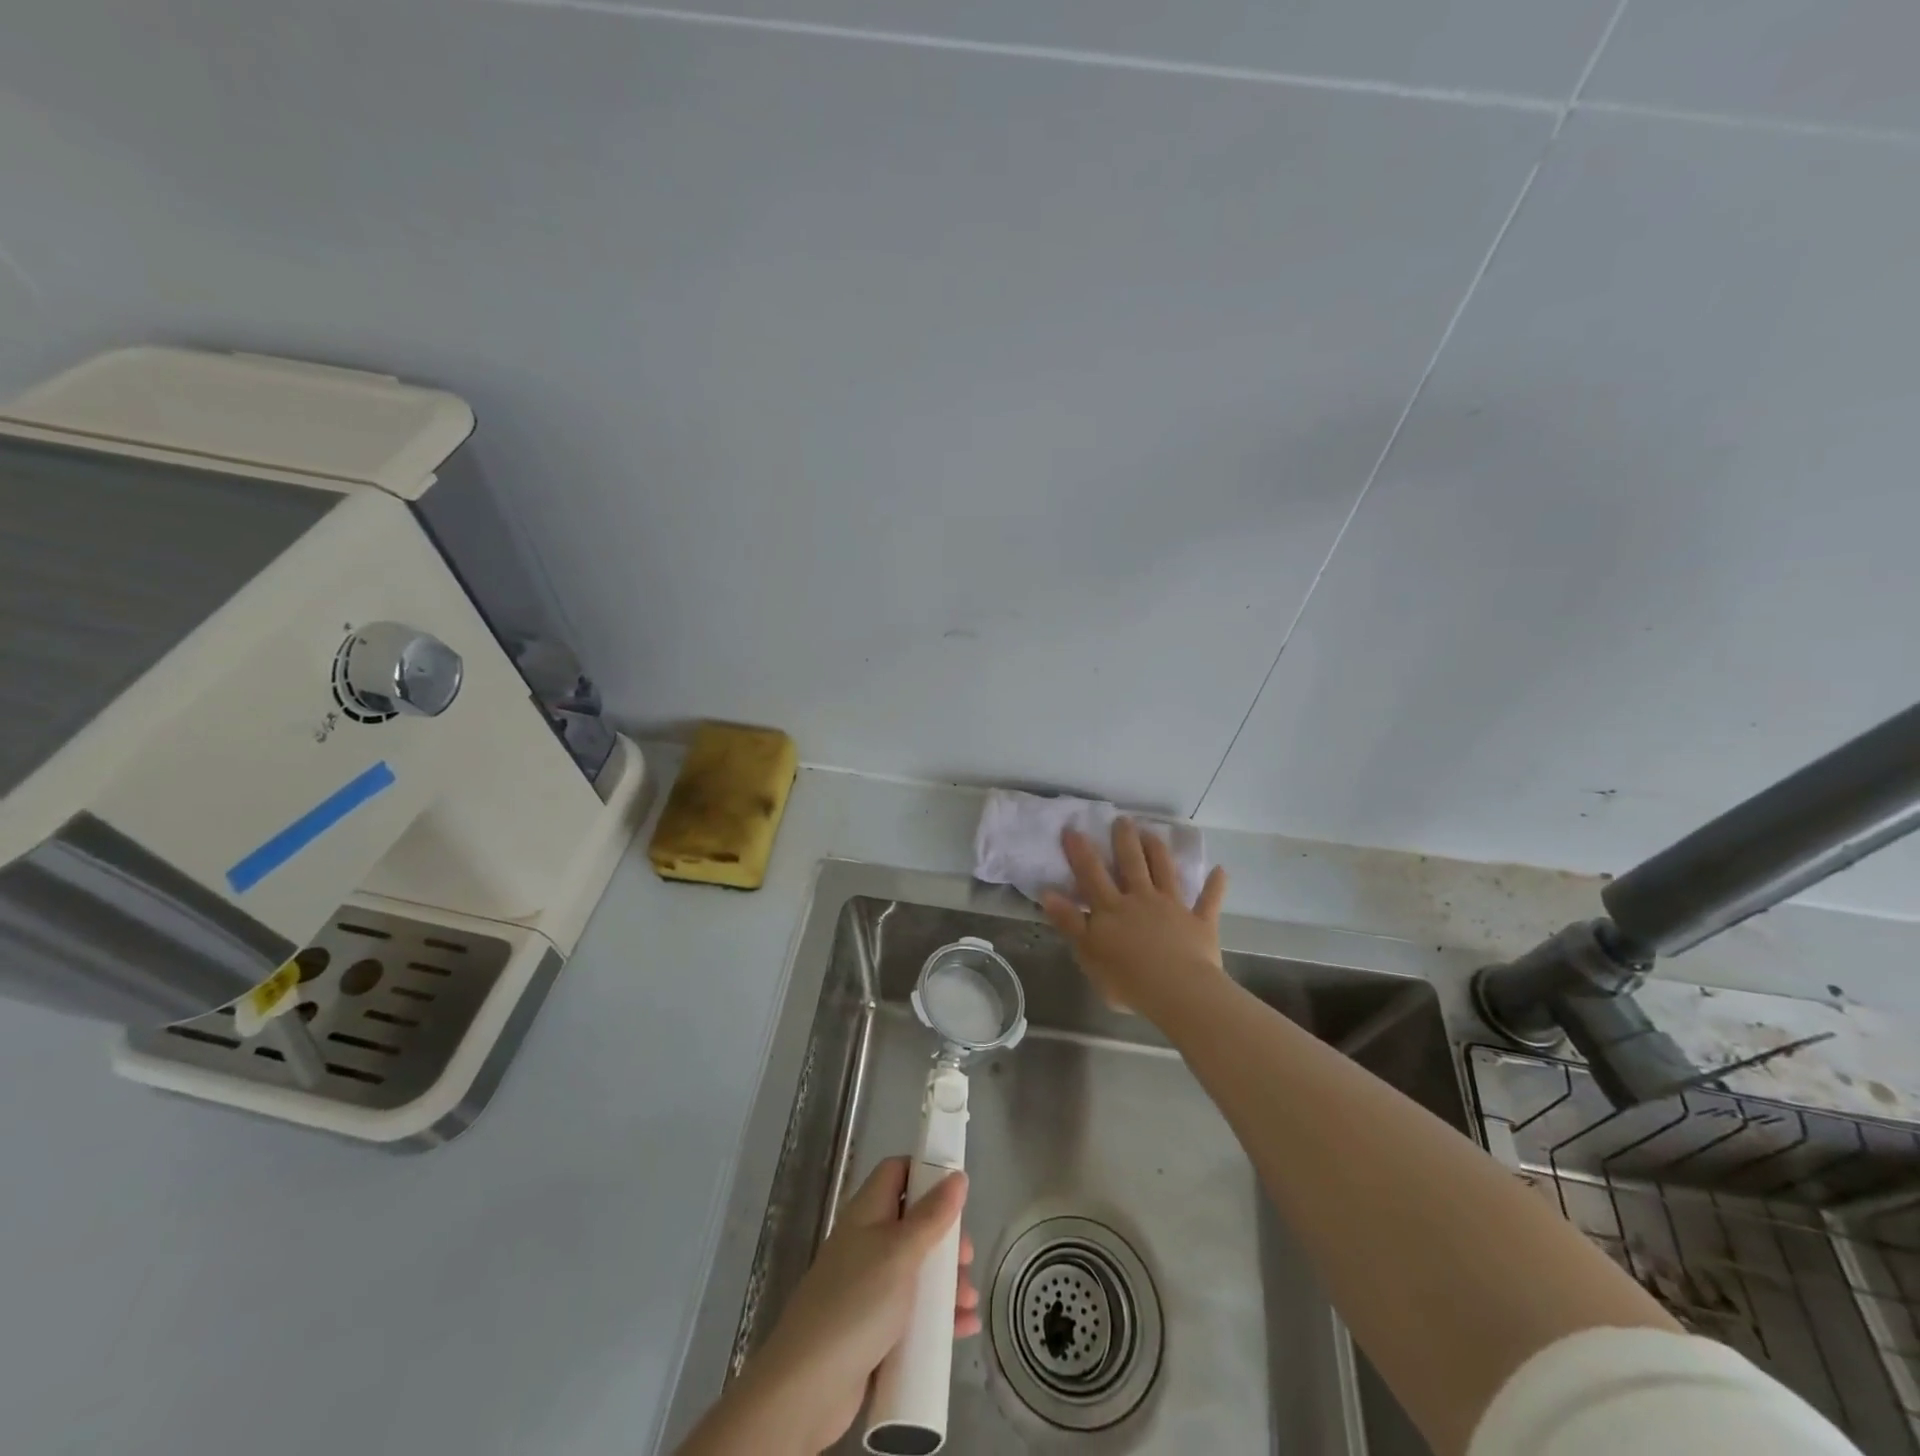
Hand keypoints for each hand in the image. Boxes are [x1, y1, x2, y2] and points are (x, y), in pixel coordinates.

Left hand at [684, 1158, 978, 1455]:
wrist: (808, 1387)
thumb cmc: (858, 1302)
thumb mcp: (901, 1252)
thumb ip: (932, 1215)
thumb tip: (957, 1176)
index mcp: (868, 1212)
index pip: (896, 1173)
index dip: (925, 1173)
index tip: (956, 1191)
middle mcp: (867, 1242)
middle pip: (913, 1223)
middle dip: (945, 1237)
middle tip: (966, 1258)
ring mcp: (869, 1286)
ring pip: (917, 1270)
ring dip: (947, 1281)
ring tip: (969, 1300)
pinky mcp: (874, 1327)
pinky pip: (913, 1311)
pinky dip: (938, 1316)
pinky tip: (963, 1327)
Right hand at [1041, 818, 1229, 1024]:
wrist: (1177, 991)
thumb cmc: (1126, 979)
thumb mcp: (1087, 953)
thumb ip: (1069, 922)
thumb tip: (1048, 893)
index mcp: (1112, 908)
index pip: (1092, 874)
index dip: (1080, 851)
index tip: (1073, 829)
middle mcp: (1141, 899)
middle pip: (1131, 863)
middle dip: (1125, 839)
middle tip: (1122, 819)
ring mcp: (1173, 908)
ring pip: (1165, 871)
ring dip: (1159, 851)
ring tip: (1153, 832)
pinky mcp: (1200, 923)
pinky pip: (1208, 901)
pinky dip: (1215, 885)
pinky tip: (1220, 870)